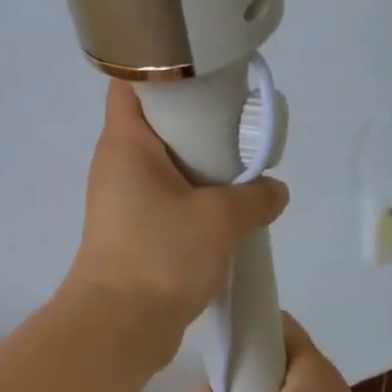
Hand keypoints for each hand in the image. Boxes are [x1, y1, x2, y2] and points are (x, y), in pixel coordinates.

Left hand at [64, 81, 288, 341]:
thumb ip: (254, 197)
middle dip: (195, 119)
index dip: (160, 65)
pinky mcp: (132, 230)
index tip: (203, 68)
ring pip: (163, 164)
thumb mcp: (219, 220)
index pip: (131, 84)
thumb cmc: (160, 255)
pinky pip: (165, 197)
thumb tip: (273, 190)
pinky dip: (193, 196)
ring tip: (241, 164)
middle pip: (154, 122)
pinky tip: (228, 206)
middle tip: (238, 119)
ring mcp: (122, 199)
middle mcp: (117, 164)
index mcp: (125, 144)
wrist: (119, 326)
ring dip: (199, 164)